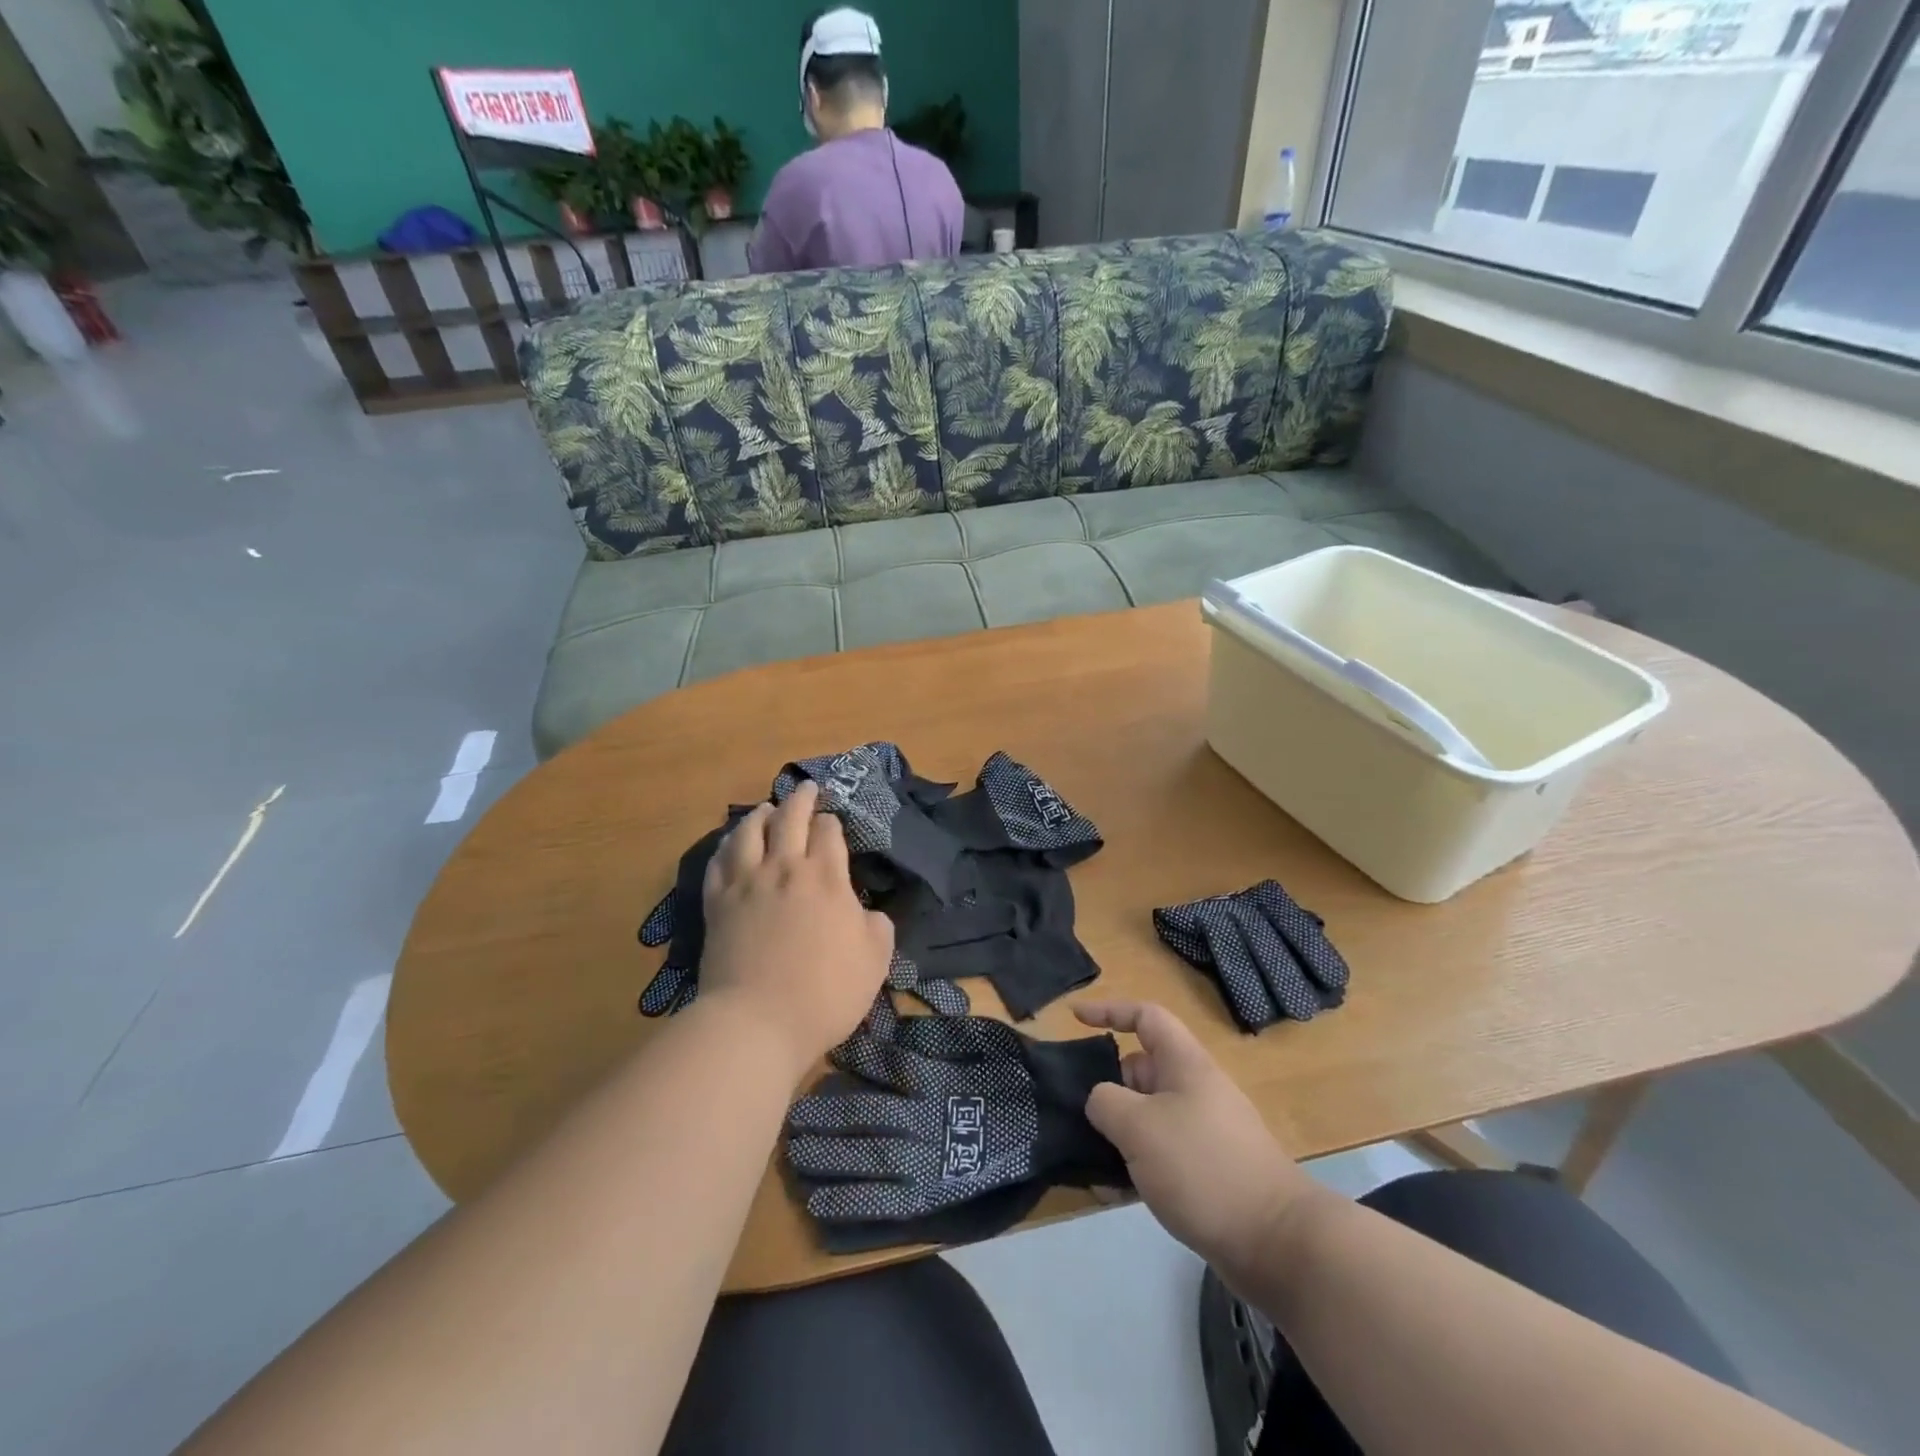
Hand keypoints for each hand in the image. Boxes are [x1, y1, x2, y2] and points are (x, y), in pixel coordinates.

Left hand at [698, 782, 894, 1078]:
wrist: (757, 1022)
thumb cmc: (826, 993)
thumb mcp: (875, 960)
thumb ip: (877, 926)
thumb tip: (867, 912)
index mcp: (826, 877)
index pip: (828, 831)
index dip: (831, 822)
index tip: (833, 823)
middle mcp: (784, 868)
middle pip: (789, 817)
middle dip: (800, 798)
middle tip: (806, 788)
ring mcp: (746, 883)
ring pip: (748, 831)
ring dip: (760, 814)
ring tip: (766, 809)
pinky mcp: (716, 904)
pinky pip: (718, 862)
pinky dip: (726, 845)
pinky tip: (730, 844)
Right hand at [1075, 1001, 1323, 1282]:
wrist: (1276, 1243)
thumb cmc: (1203, 1167)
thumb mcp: (1139, 1126)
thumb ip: (1105, 1102)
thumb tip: (1101, 1101)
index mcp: (1184, 1064)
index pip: (1145, 1017)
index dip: (1109, 1010)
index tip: (1075, 1018)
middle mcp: (1195, 1090)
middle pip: (1141, 1071)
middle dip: (1106, 1088)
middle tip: (1075, 1114)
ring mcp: (1203, 1132)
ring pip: (1147, 1118)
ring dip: (1117, 1134)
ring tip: (1087, 1161)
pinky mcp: (1208, 1171)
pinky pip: (1160, 1155)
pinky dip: (1135, 1166)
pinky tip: (1112, 1193)